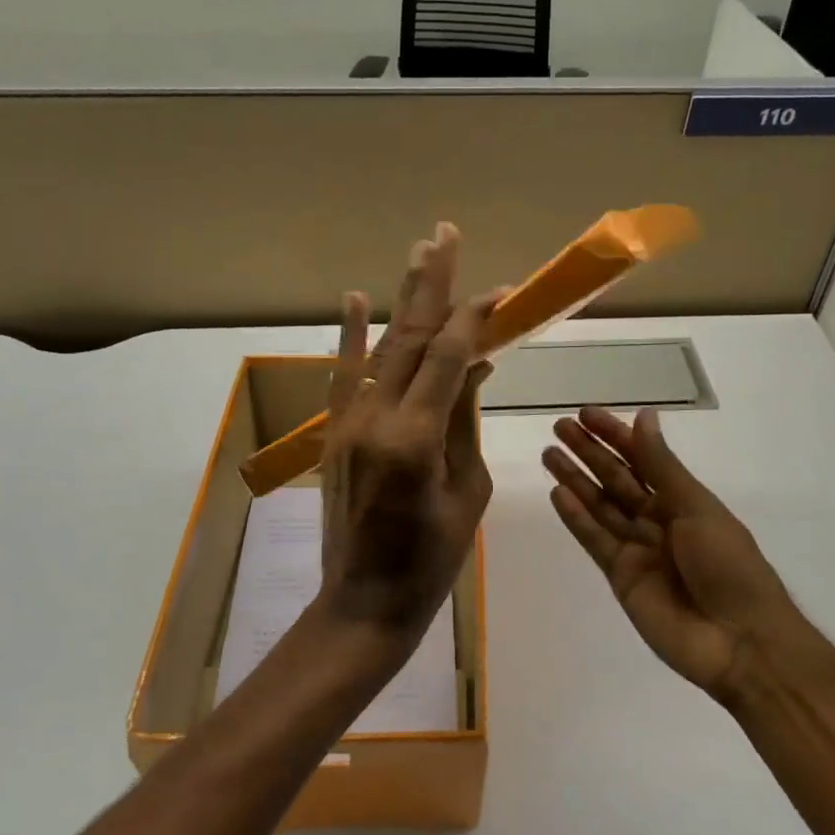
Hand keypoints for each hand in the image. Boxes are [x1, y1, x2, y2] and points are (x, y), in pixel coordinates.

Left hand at [318, 222, 498, 643]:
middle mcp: (376, 417)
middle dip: (430, 283)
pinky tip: (356, 297)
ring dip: (399, 297)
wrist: (364, 600)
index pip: (447, 356)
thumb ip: (465, 421)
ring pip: (378, 346)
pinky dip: (350, 334)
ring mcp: (347, 421)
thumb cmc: (432, 559)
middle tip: (444, 234)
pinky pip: (345, 374)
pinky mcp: (333, 432)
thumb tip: (473, 365)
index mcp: (416, 437)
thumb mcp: (468, 491)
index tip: (501, 291)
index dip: (474, 317)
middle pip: (408, 336)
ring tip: (417, 251)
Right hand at [543, 406, 807, 704]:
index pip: (643, 459)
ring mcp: (638, 550)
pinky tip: (558, 494)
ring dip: (576, 480)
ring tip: (549, 454)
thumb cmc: (728, 565)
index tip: (586, 414)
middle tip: (558, 428)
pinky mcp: (621, 578)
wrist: (740, 642)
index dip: (615, 435)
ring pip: (601, 507)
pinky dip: (577, 518)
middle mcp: (658, 520)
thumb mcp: (696, 507)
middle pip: (617, 480)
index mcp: (684, 501)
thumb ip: (661, 466)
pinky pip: (595, 541)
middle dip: (589, 453)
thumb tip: (644, 416)